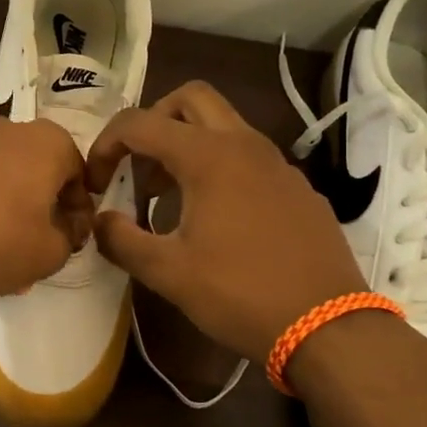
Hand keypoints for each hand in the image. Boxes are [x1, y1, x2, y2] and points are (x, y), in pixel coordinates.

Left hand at [0, 116, 93, 303]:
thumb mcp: (49, 255)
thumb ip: (68, 238)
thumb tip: (63, 228)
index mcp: (44, 143)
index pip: (77, 170)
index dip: (78, 206)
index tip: (70, 237)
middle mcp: (1, 128)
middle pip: (31, 165)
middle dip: (36, 199)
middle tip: (31, 240)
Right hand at [85, 81, 366, 360]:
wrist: (329, 327)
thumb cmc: (240, 293)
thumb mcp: (167, 272)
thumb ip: (121, 239)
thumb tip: (100, 220)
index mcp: (208, 156)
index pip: (140, 123)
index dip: (106, 145)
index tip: (97, 183)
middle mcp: (245, 145)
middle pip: (190, 99)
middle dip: (153, 121)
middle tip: (138, 164)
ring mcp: (278, 164)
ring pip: (224, 126)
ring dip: (187, 144)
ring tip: (169, 196)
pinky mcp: (298, 188)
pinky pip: (249, 158)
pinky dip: (220, 168)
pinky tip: (217, 219)